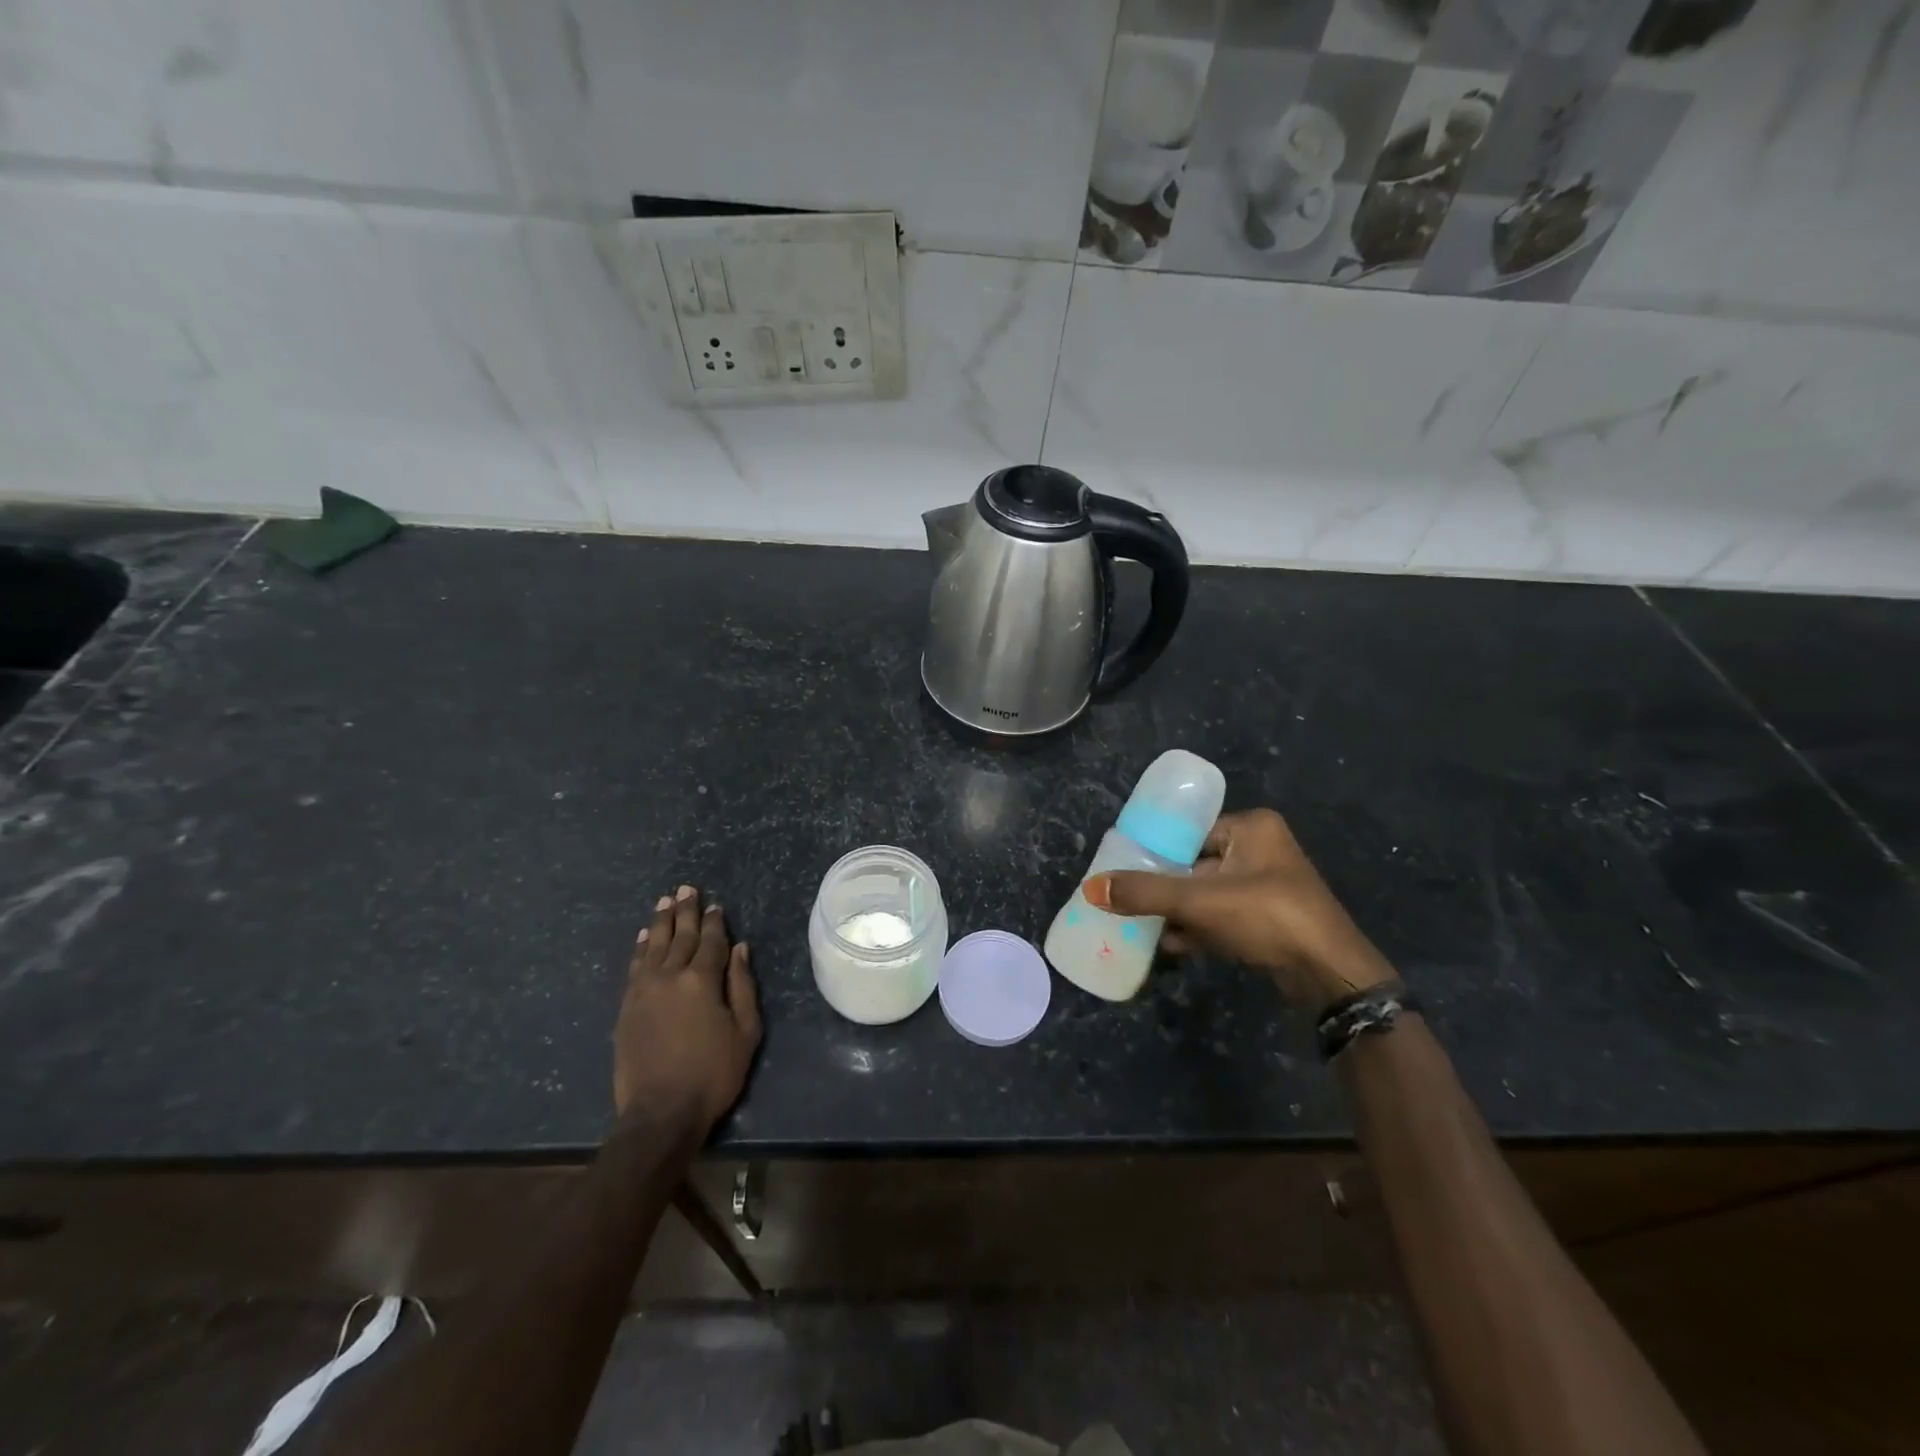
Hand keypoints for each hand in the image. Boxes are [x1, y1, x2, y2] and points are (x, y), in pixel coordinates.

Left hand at [615, 885, 761, 1131]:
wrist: (660, 1112)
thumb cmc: (713, 1073)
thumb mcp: (745, 1031)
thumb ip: (742, 986)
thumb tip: (740, 949)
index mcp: (702, 980)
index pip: (711, 941)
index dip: (715, 922)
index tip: (716, 905)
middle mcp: (670, 976)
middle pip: (680, 936)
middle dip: (686, 911)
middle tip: (686, 888)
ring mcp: (644, 991)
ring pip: (653, 946)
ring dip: (660, 922)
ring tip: (665, 901)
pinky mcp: (627, 1007)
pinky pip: (634, 967)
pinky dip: (640, 948)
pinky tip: (643, 937)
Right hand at [1084, 808, 1393, 1011]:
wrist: (1330, 975)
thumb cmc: (1267, 917)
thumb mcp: (1199, 900)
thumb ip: (1145, 892)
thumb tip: (1091, 888)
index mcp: (1251, 827)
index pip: (1190, 832)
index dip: (1157, 850)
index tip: (1124, 867)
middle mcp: (1261, 849)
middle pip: (1195, 864)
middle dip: (1165, 887)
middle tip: (1128, 899)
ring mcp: (1267, 886)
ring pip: (1207, 893)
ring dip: (1178, 912)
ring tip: (1141, 925)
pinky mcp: (1269, 919)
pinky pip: (1222, 916)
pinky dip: (1199, 928)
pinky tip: (1171, 946)